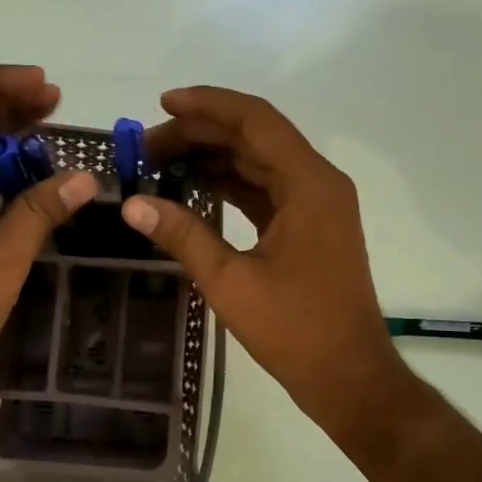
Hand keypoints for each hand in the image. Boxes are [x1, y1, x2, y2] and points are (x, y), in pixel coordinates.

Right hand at [122, 87, 417, 445]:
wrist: (350, 377)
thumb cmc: (296, 330)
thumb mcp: (231, 282)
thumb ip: (183, 235)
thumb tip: (132, 204)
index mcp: (309, 184)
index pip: (255, 120)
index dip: (207, 105)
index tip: (162, 104)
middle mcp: (318, 182)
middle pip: (255, 137)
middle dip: (201, 133)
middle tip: (148, 146)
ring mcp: (316, 203)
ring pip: (259, 162)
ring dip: (213, 157)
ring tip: (160, 164)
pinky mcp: (309, 225)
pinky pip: (265, 188)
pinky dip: (229, 184)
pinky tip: (192, 188)